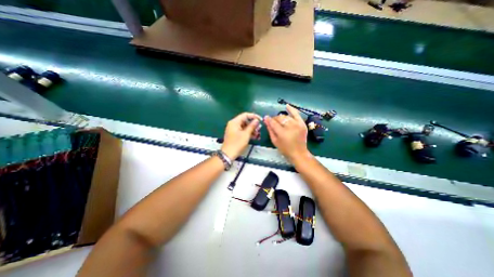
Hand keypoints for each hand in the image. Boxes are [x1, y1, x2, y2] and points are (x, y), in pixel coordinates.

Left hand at [222, 112, 261, 159]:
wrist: (228, 154)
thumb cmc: (237, 144)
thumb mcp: (246, 134)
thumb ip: (252, 126)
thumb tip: (256, 120)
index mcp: (234, 122)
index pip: (245, 115)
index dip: (254, 116)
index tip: (260, 120)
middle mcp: (233, 124)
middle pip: (245, 121)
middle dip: (253, 124)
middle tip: (259, 129)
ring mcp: (234, 129)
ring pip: (244, 126)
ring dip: (252, 129)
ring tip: (258, 134)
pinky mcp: (234, 134)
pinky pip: (242, 131)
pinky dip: (248, 133)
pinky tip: (254, 137)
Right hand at [262, 105, 306, 162]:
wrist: (299, 153)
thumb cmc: (285, 149)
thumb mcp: (275, 141)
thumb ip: (270, 130)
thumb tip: (266, 120)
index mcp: (282, 133)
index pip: (273, 122)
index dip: (268, 119)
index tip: (265, 118)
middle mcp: (290, 127)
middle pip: (280, 118)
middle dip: (275, 119)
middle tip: (273, 122)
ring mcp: (297, 124)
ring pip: (286, 116)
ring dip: (281, 117)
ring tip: (279, 120)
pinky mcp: (302, 124)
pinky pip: (296, 114)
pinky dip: (291, 109)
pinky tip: (287, 106)